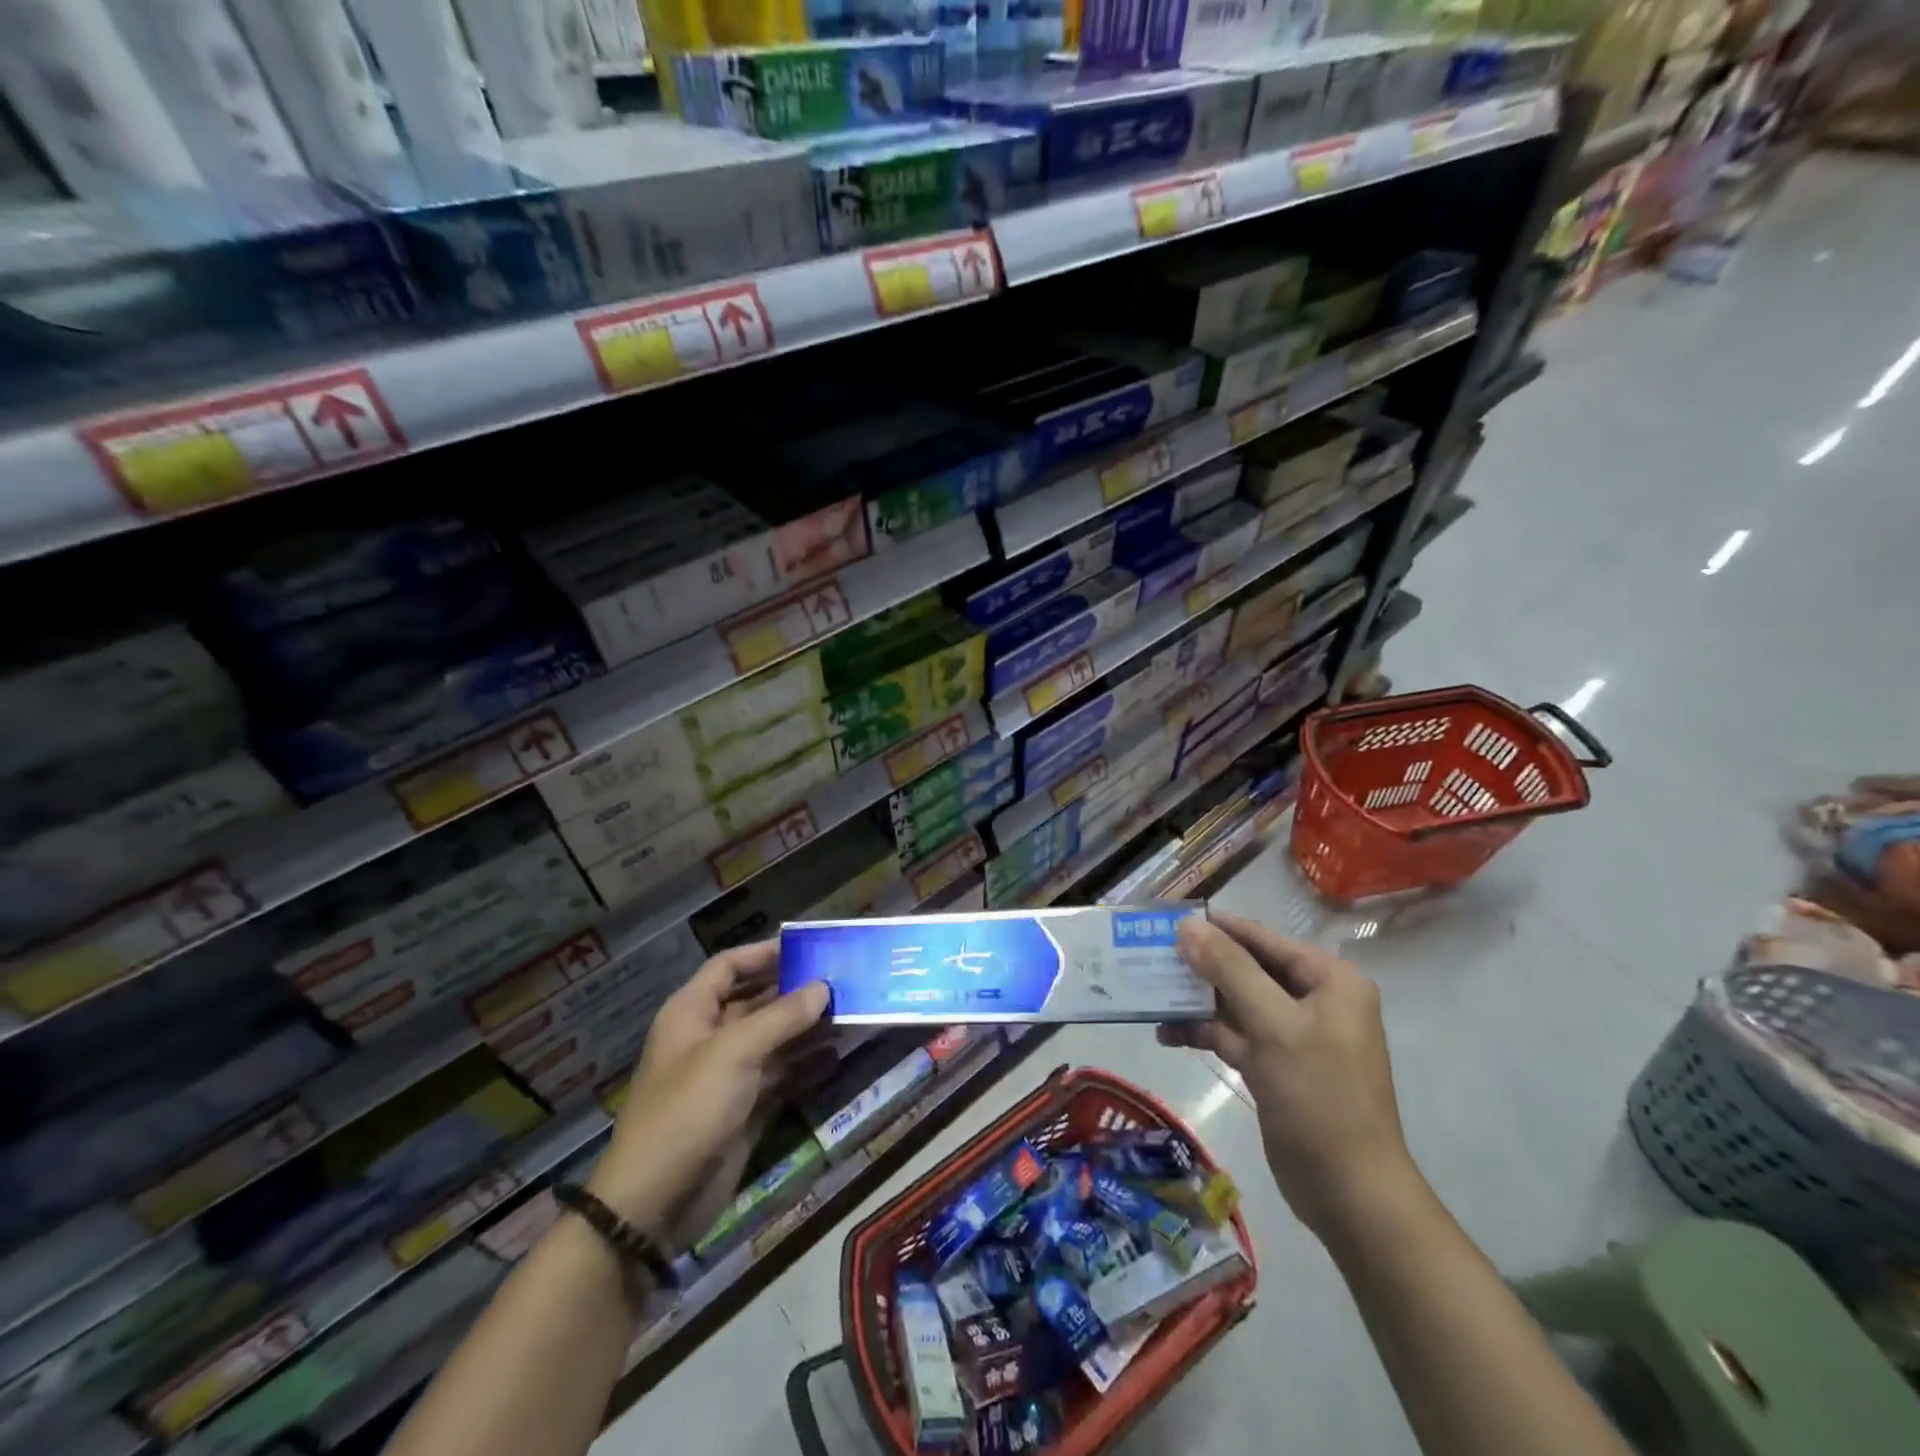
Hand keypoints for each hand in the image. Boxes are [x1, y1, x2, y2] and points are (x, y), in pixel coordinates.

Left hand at [586, 941, 827, 1249]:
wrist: (654, 1204)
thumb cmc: (688, 1110)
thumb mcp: (735, 1053)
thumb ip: (782, 1017)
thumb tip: (823, 987)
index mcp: (692, 1013)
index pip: (729, 967)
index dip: (764, 953)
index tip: (807, 948)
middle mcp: (709, 1038)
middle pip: (756, 1002)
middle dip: (795, 992)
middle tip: (842, 981)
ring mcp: (727, 1076)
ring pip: (773, 1040)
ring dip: (807, 1028)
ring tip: (849, 1015)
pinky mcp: (744, 1109)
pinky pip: (781, 1076)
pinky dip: (806, 1065)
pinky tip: (836, 1056)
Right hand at [1160, 912, 1420, 1245]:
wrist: (1350, 1194)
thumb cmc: (1319, 1097)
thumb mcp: (1273, 1025)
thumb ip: (1230, 970)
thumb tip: (1189, 925)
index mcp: (1329, 980)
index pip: (1263, 939)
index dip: (1216, 927)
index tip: (1167, 918)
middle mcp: (1314, 1001)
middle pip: (1247, 969)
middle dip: (1200, 966)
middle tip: (1150, 956)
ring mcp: (1294, 1036)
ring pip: (1235, 1003)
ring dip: (1196, 1001)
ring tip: (1149, 996)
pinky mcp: (1276, 1066)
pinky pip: (1234, 1035)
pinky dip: (1203, 1032)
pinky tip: (1167, 1034)